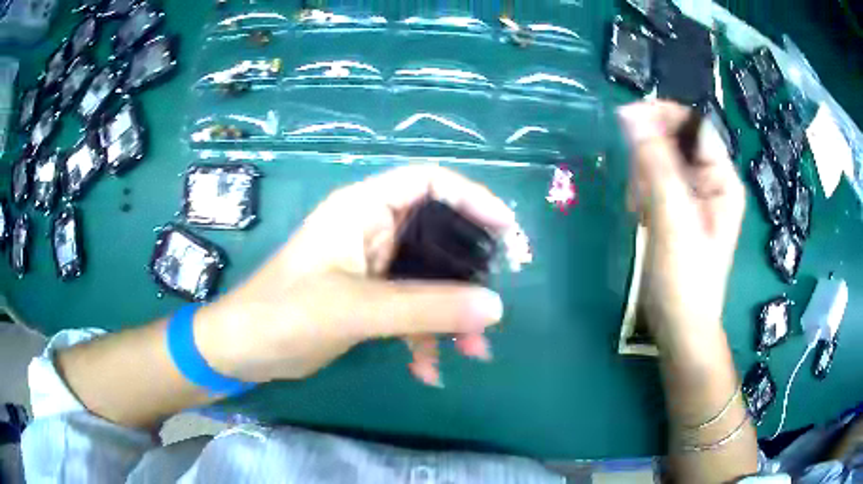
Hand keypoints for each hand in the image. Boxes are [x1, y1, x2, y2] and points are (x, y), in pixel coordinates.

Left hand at [197, 166, 517, 385]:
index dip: (472, 198)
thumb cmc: (285, 314)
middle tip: (492, 307)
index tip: (507, 231)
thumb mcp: (357, 309)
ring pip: (429, 280)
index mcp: (363, 209)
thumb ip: (426, 308)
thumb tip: (494, 307)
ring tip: (472, 351)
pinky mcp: (370, 299)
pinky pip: (412, 309)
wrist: (244, 351)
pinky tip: (427, 369)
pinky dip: (424, 337)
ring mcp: (372, 267)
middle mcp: (372, 230)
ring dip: (451, 316)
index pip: (429, 182)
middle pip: (438, 236)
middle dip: (468, 275)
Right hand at [617, 101, 745, 344]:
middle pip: (678, 142)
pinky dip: (643, 191)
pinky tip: (640, 213)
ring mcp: (695, 197)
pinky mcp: (679, 210)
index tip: (627, 119)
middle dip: (651, 155)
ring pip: (663, 161)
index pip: (695, 126)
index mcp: (723, 179)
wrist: (680, 326)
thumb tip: (630, 114)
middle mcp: (712, 182)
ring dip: (644, 174)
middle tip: (636, 186)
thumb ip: (656, 164)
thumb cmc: (685, 278)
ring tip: (638, 207)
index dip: (663, 115)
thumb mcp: (673, 218)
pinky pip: (657, 182)